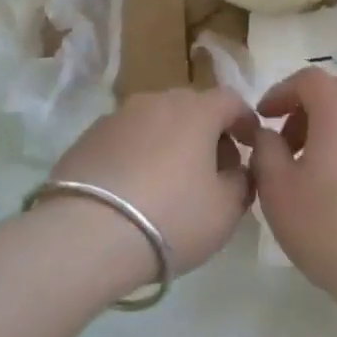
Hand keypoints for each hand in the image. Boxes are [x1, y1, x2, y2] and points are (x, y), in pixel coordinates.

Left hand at [49, 87, 259, 273]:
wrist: (86, 236)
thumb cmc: (172, 218)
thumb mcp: (226, 209)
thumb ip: (242, 181)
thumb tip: (236, 170)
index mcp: (196, 110)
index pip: (231, 100)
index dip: (245, 121)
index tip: (249, 146)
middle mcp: (156, 101)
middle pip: (191, 107)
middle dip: (208, 132)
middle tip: (212, 169)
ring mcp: (117, 117)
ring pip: (156, 121)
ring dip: (170, 142)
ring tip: (170, 182)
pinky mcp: (86, 138)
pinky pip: (126, 139)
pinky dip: (138, 155)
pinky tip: (135, 189)